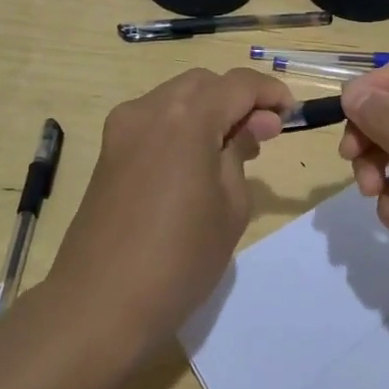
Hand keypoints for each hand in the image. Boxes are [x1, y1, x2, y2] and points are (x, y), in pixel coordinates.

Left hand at [50, 68, 292, 351]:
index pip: (238, 84)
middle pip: (204, 83)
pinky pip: (154, 120)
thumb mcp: (230, 207)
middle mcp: (150, 109)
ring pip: (177, 97)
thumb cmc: (178, 259)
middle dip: (238, 99)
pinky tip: (195, 162)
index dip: (270, 93)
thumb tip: (249, 126)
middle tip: (263, 134)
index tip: (291, 114)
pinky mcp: (108, 151)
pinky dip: (182, 125)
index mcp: (186, 117)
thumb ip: (240, 153)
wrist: (98, 305)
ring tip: (232, 150)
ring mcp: (122, 128)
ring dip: (209, 110)